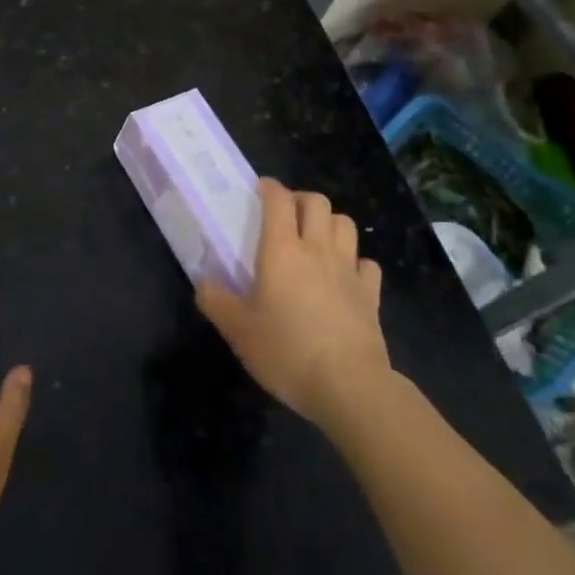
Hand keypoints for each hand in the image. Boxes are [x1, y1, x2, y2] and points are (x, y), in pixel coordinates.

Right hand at [196, 178, 389, 427]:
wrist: (350, 387)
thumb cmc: (287, 352)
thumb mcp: (239, 331)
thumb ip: (216, 301)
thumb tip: (202, 282)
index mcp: (282, 250)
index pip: (278, 199)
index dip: (269, 187)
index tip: (259, 190)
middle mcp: (317, 249)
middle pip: (317, 202)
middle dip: (300, 200)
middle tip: (285, 216)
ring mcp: (349, 270)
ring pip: (345, 224)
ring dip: (329, 224)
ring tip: (315, 240)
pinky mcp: (371, 294)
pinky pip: (366, 263)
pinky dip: (356, 262)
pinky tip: (345, 276)